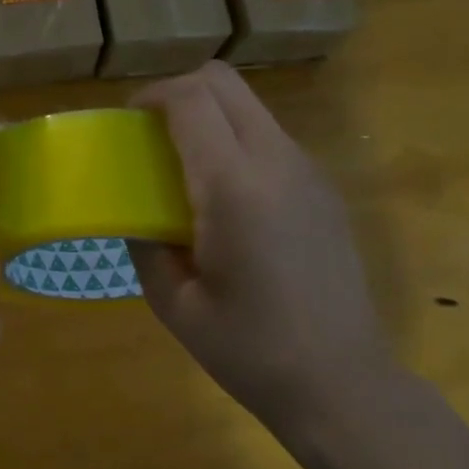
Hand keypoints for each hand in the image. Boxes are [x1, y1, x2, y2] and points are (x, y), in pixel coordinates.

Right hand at [128, 63, 397, 468]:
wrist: (341, 384)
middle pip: (225, 83)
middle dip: (179, 92)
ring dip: (210, 119)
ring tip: (184, 171)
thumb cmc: (249, 350)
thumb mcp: (175, 304)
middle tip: (151, 136)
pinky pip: (271, 140)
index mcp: (234, 187)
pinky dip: (237, 144)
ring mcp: (309, 173)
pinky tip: (226, 202)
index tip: (127, 122)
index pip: (191, 100)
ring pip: (251, 109)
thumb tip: (138, 216)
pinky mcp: (324, 191)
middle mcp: (277, 163)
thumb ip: (146, 246)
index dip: (152, 96)